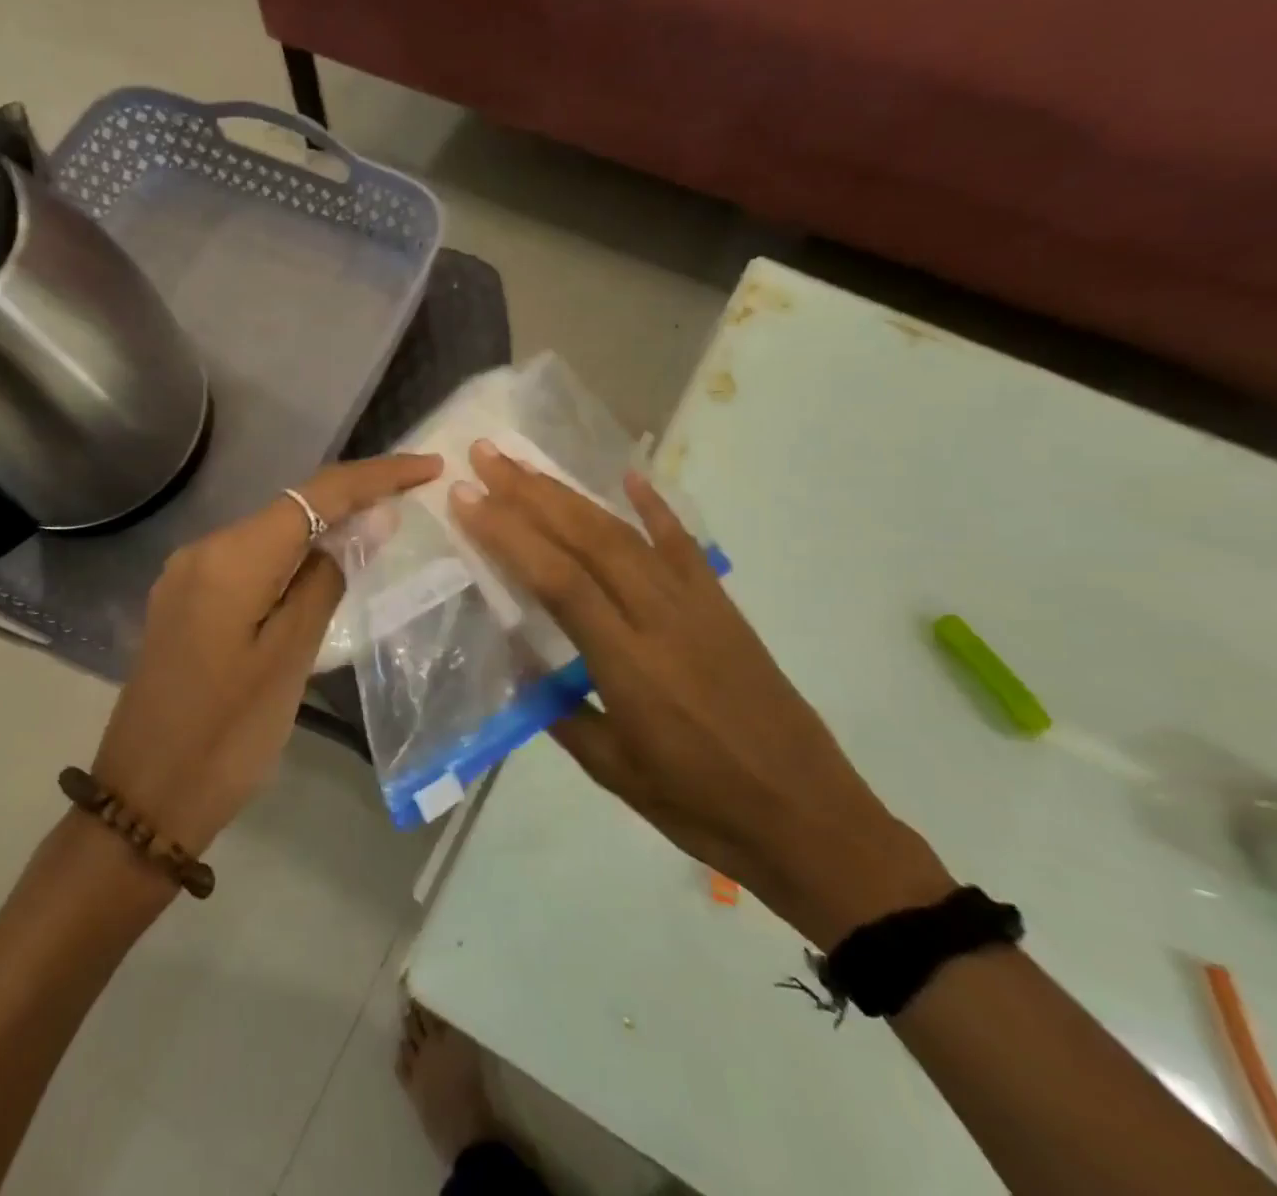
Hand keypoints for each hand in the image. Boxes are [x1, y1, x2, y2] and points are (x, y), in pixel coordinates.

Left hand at [91, 453, 442, 858]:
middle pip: (292, 506)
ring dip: (325, 529)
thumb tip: (370, 519)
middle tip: (414, 499)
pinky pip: (251, 561)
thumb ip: (328, 579)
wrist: (144, 799)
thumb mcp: (290, 658)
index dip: (376, 476)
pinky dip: (293, 558)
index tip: (428, 467)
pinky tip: (324, 571)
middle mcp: (204, 549)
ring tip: (381, 532)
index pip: (316, 494)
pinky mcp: (187, 600)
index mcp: (231, 558)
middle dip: (354, 498)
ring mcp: (189, 574)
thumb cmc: (227, 736)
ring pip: (272, 533)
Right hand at [450, 441, 951, 945]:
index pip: (557, 581)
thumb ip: (560, 710)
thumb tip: (520, 662)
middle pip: (587, 539)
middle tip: (487, 456)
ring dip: (571, 494)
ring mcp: (698, 606)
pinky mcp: (723, 607)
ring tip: (528, 465)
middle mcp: (661, 619)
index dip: (508, 534)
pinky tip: (629, 476)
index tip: (467, 498)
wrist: (810, 819)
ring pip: (625, 534)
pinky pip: (684, 546)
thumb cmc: (702, 807)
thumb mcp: (614, 772)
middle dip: (531, 493)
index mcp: (629, 665)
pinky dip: (655, 507)